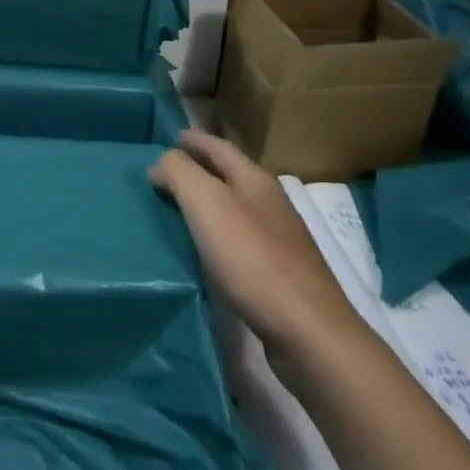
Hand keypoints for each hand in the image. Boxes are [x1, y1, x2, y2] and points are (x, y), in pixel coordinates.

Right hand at [149, 129, 360, 355]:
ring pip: (235, 207)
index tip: (169, 138)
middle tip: (167, 172)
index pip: (219, 147)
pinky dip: (218, 234)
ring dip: (208, 203)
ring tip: (179, 209)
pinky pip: (240, 239)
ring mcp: (279, 239)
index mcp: (255, 180)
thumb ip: (179, 172)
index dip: (193, 140)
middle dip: (200, 169)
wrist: (307, 331)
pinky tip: (205, 249)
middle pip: (229, 175)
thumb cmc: (251, 258)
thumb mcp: (206, 203)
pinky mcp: (279, 273)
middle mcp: (270, 203)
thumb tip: (161, 163)